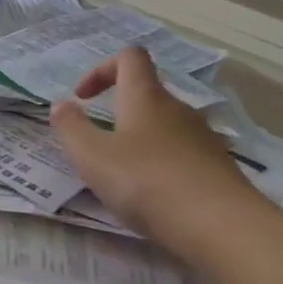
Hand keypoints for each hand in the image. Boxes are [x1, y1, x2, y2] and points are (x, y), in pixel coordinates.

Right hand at [49, 47, 250, 254]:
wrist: (221, 226)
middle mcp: (177, 109)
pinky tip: (153, 197)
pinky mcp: (217, 167)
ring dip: (139, 141)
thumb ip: (71, 128)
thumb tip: (61, 105)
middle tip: (96, 145)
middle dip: (118, 112)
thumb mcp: (92, 156)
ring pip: (164, 127)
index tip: (83, 98)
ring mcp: (202, 138)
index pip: (129, 57)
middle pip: (147, 94)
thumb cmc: (146, 182)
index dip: (102, 69)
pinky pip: (182, 154)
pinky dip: (162, 165)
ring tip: (122, 176)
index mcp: (145, 98)